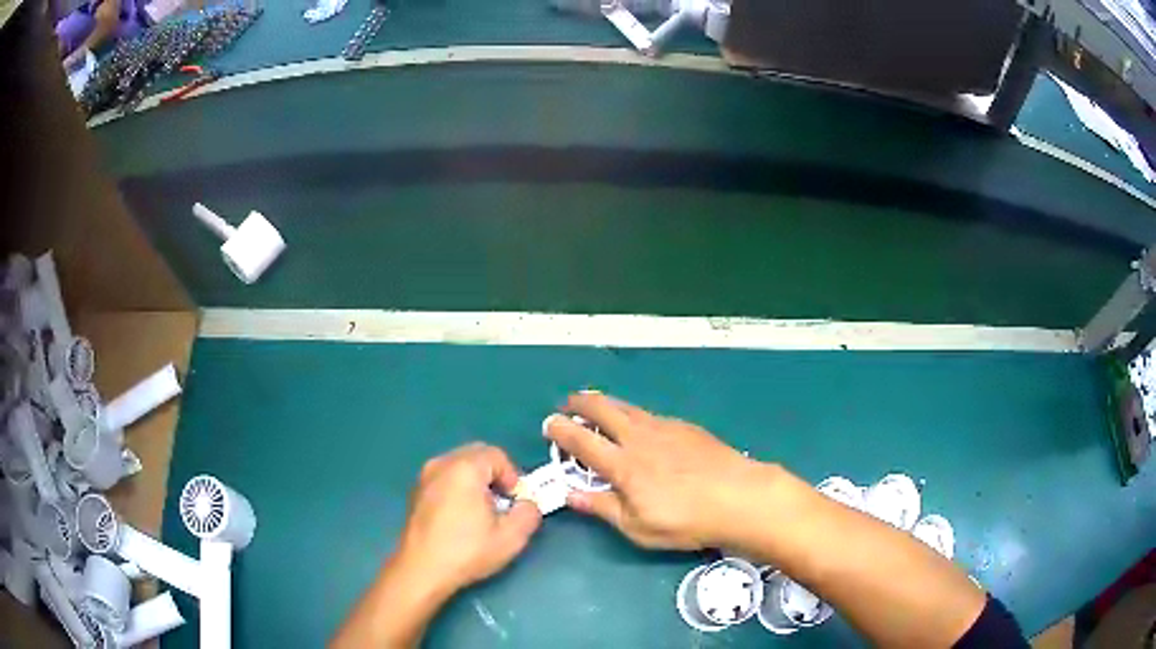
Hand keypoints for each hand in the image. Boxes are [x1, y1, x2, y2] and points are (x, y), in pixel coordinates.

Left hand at [394, 443, 541, 596]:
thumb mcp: (511, 537)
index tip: (515, 502)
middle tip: (503, 504)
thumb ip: (529, 513)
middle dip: (495, 475)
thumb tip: (528, 504)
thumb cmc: (467, 551)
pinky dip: (458, 488)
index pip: (497, 455)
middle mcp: (441, 464)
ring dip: (476, 481)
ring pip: (459, 466)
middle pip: (476, 455)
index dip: (513, 476)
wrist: (421, 570)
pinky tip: (461, 518)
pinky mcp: (416, 492)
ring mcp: (424, 477)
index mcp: (464, 468)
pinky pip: (444, 478)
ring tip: (482, 512)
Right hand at [544, 391, 763, 549]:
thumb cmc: (685, 520)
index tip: (549, 423)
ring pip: (627, 407)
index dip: (561, 430)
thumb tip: (571, 495)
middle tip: (569, 402)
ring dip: (607, 403)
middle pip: (603, 410)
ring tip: (597, 404)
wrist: (738, 497)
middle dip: (581, 403)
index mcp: (622, 465)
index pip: (582, 441)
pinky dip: (634, 413)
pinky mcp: (685, 427)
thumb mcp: (638, 527)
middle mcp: (639, 438)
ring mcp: (664, 428)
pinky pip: (650, 414)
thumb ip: (602, 508)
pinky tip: (639, 422)